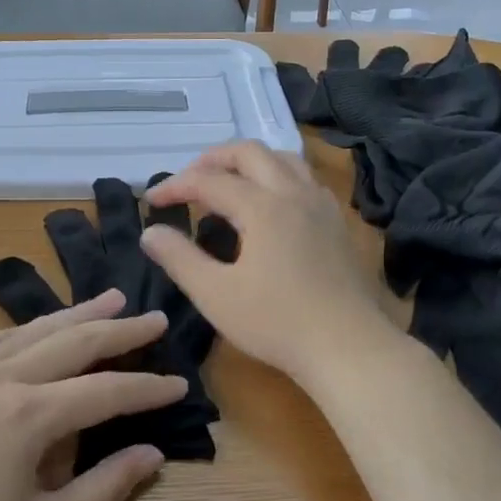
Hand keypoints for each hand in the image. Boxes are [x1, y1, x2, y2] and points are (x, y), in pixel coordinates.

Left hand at [0, 290, 183, 500]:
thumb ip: (106, 488)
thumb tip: (154, 454)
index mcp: (29, 414)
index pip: (105, 391)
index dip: (146, 389)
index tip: (180, 384)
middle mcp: (0, 380)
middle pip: (72, 342)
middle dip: (119, 330)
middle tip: (154, 318)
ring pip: (31, 332)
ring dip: (74, 314)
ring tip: (109, 298)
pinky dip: (20, 330)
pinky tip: (33, 328)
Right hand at [140, 142, 400, 386]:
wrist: (349, 348)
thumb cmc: (277, 323)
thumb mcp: (215, 295)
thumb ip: (179, 258)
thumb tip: (151, 232)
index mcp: (262, 206)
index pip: (209, 181)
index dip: (175, 186)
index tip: (151, 202)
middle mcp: (294, 193)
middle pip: (249, 152)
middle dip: (212, 159)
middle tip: (188, 182)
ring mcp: (321, 205)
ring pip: (283, 159)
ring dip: (248, 162)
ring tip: (227, 183)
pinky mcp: (337, 223)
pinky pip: (304, 179)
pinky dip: (277, 176)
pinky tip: (270, 204)